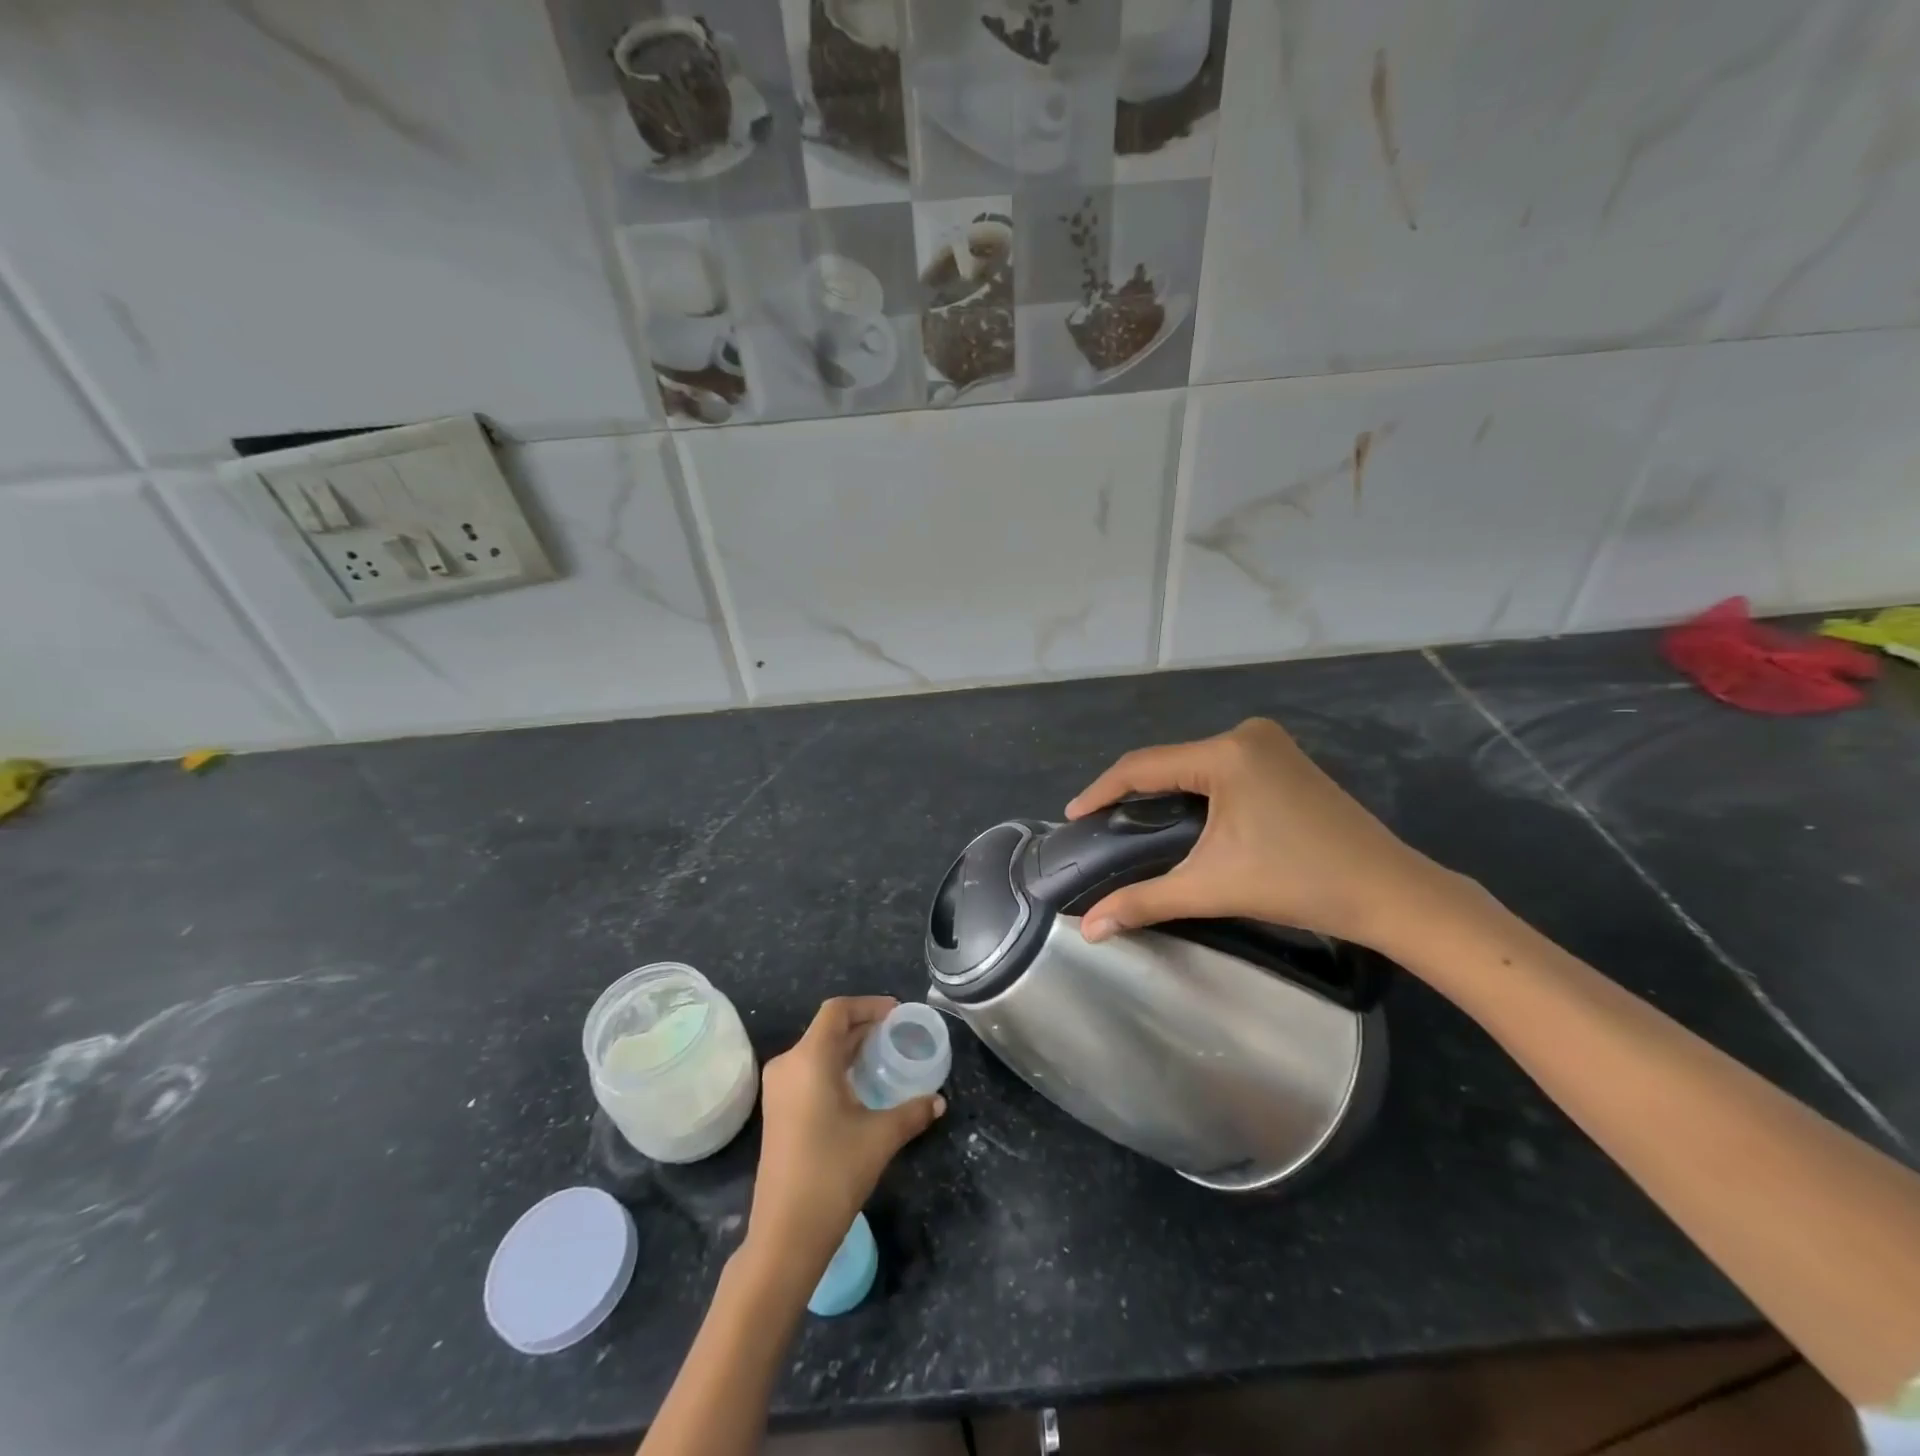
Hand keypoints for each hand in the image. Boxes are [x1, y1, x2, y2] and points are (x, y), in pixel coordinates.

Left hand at [746, 997, 945, 1277]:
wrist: (785, 1234)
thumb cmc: (832, 1174)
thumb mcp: (880, 1137)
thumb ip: (912, 1112)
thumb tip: (939, 1101)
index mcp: (809, 1059)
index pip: (837, 1011)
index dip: (868, 1005)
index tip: (897, 1013)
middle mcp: (788, 1065)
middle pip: (827, 1029)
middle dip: (863, 1026)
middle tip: (898, 1033)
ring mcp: (778, 1089)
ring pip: (817, 1051)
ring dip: (849, 1048)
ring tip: (884, 1055)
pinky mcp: (777, 1111)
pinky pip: (809, 1071)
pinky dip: (835, 1067)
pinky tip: (860, 1085)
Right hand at [1066, 717, 1466, 951]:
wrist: (1390, 893)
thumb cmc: (1298, 883)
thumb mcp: (1211, 888)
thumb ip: (1143, 902)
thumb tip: (1088, 929)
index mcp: (1226, 753)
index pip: (1143, 766)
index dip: (1102, 791)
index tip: (1073, 816)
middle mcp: (1245, 735)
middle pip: (1168, 761)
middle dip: (1131, 793)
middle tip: (1102, 826)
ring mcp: (1270, 744)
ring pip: (1194, 763)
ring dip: (1163, 791)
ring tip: (1132, 823)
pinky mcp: (1285, 760)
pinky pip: (1220, 768)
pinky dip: (1194, 790)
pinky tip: (1183, 816)